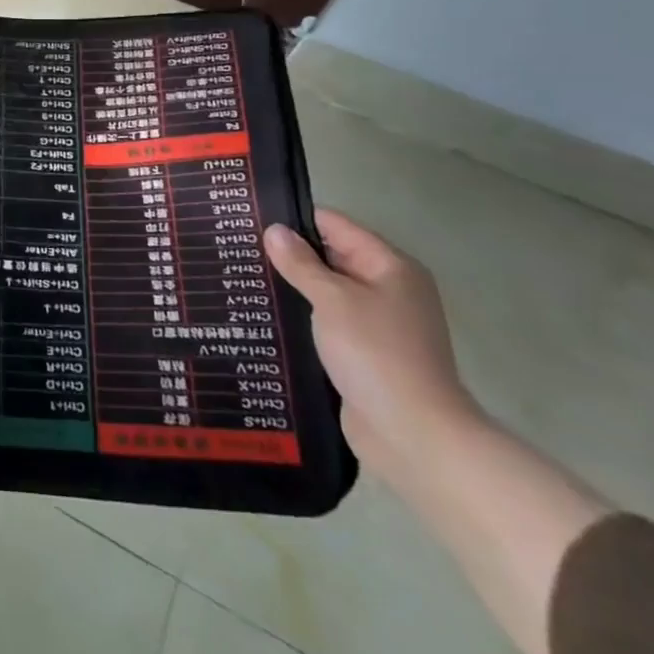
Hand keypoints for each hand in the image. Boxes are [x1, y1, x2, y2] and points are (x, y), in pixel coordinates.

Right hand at [264, 209, 480, 483]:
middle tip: (239, 246)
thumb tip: (274, 230)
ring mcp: (377, 323)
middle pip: (331, 257)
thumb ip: (301, 263)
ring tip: (243, 277)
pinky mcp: (363, 353)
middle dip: (289, 253)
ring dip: (292, 287)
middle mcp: (387, 289)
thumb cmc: (376, 354)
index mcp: (390, 267)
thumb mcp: (333, 300)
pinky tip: (265, 314)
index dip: (295, 218)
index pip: (336, 226)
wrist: (414, 435)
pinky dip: (301, 316)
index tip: (251, 217)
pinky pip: (326, 321)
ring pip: (325, 291)